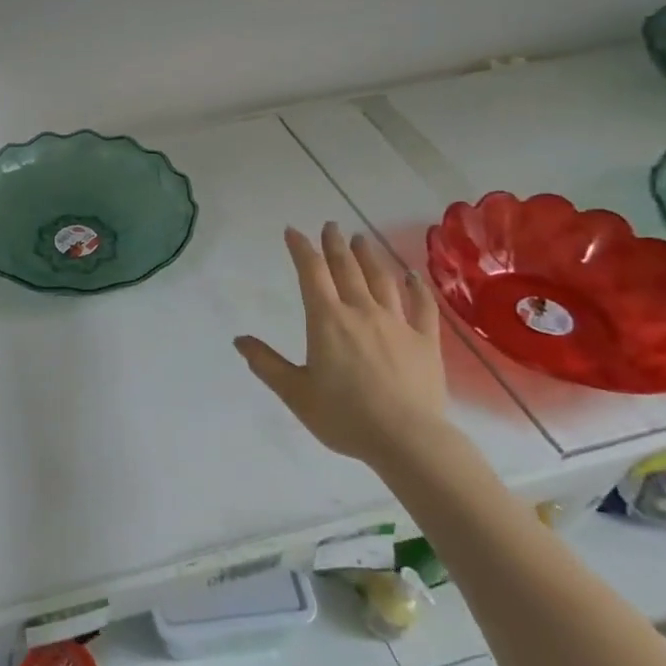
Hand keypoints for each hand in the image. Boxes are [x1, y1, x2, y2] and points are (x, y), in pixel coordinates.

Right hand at [235, 223, 446, 470]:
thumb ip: (267, 364)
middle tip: (331, 226)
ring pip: (382, 280)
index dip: (301, 249)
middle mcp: (361, 312)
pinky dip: (416, 288)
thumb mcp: (295, 393)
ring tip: (362, 240)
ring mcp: (397, 323)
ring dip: (369, 257)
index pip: (311, 273)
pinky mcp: (425, 341)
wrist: (407, 439)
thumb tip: (239, 340)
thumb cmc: (344, 416)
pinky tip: (413, 277)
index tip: (293, 231)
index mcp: (327, 321)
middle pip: (347, 269)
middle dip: (335, 245)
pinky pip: (421, 307)